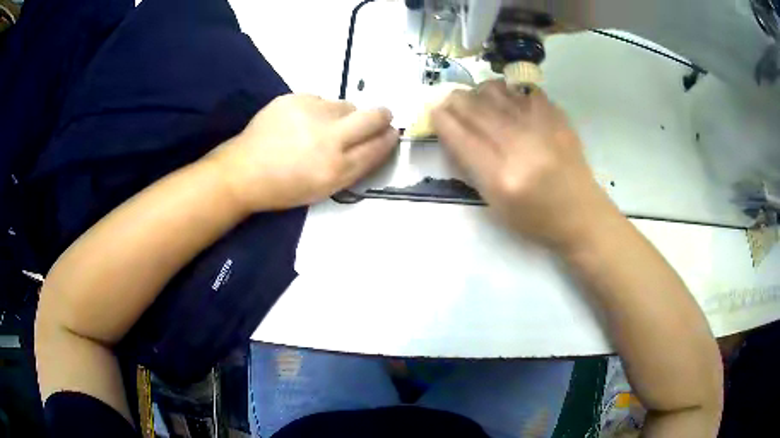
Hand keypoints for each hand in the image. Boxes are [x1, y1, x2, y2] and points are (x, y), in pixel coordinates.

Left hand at [210, 94, 397, 210]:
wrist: (243, 171)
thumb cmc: (285, 187)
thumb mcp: (325, 189)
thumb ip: (355, 166)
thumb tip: (378, 141)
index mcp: (336, 168)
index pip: (379, 145)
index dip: (389, 138)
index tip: (391, 132)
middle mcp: (329, 137)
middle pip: (375, 116)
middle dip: (383, 116)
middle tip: (379, 118)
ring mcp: (311, 113)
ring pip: (347, 105)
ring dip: (344, 115)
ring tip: (322, 127)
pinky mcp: (295, 98)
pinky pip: (322, 99)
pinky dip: (319, 109)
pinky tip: (302, 122)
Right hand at [431, 80, 617, 249]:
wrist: (581, 214)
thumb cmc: (536, 219)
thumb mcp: (495, 206)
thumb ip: (472, 169)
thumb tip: (453, 134)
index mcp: (501, 177)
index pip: (461, 138)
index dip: (442, 120)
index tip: (434, 112)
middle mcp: (520, 146)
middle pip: (476, 109)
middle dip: (455, 100)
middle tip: (449, 101)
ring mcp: (541, 127)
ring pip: (497, 92)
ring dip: (478, 92)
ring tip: (477, 99)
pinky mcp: (557, 117)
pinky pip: (523, 90)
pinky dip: (508, 91)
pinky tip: (506, 100)